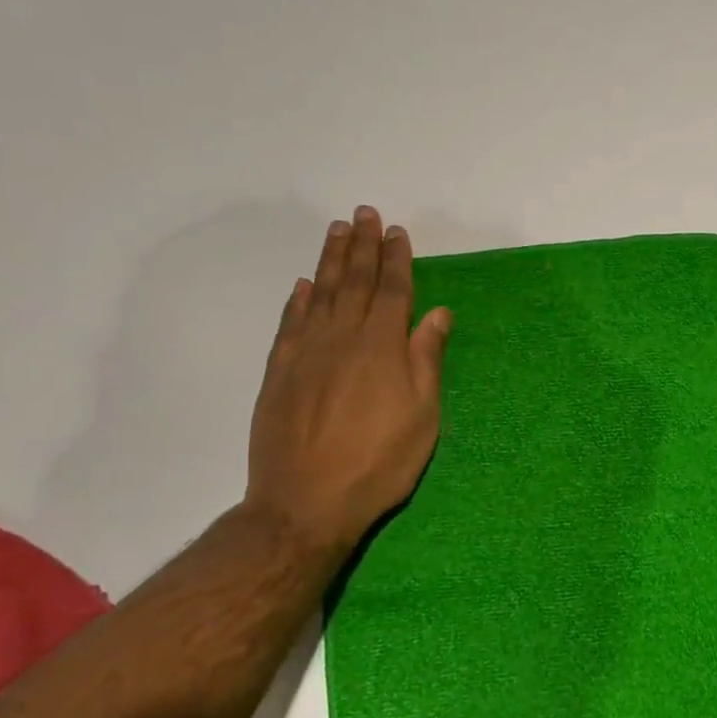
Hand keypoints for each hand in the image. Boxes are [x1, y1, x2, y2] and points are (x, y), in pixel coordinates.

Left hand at [244, 206, 450, 555]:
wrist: (305, 504)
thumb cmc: (378, 463)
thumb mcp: (422, 416)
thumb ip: (426, 359)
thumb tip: (437, 312)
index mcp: (381, 347)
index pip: (392, 291)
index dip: (396, 259)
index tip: (397, 231)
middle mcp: (341, 338)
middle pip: (353, 282)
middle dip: (362, 246)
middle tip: (364, 213)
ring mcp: (305, 353)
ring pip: (319, 294)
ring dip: (330, 260)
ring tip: (337, 231)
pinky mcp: (278, 373)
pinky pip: (290, 324)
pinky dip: (297, 300)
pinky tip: (302, 286)